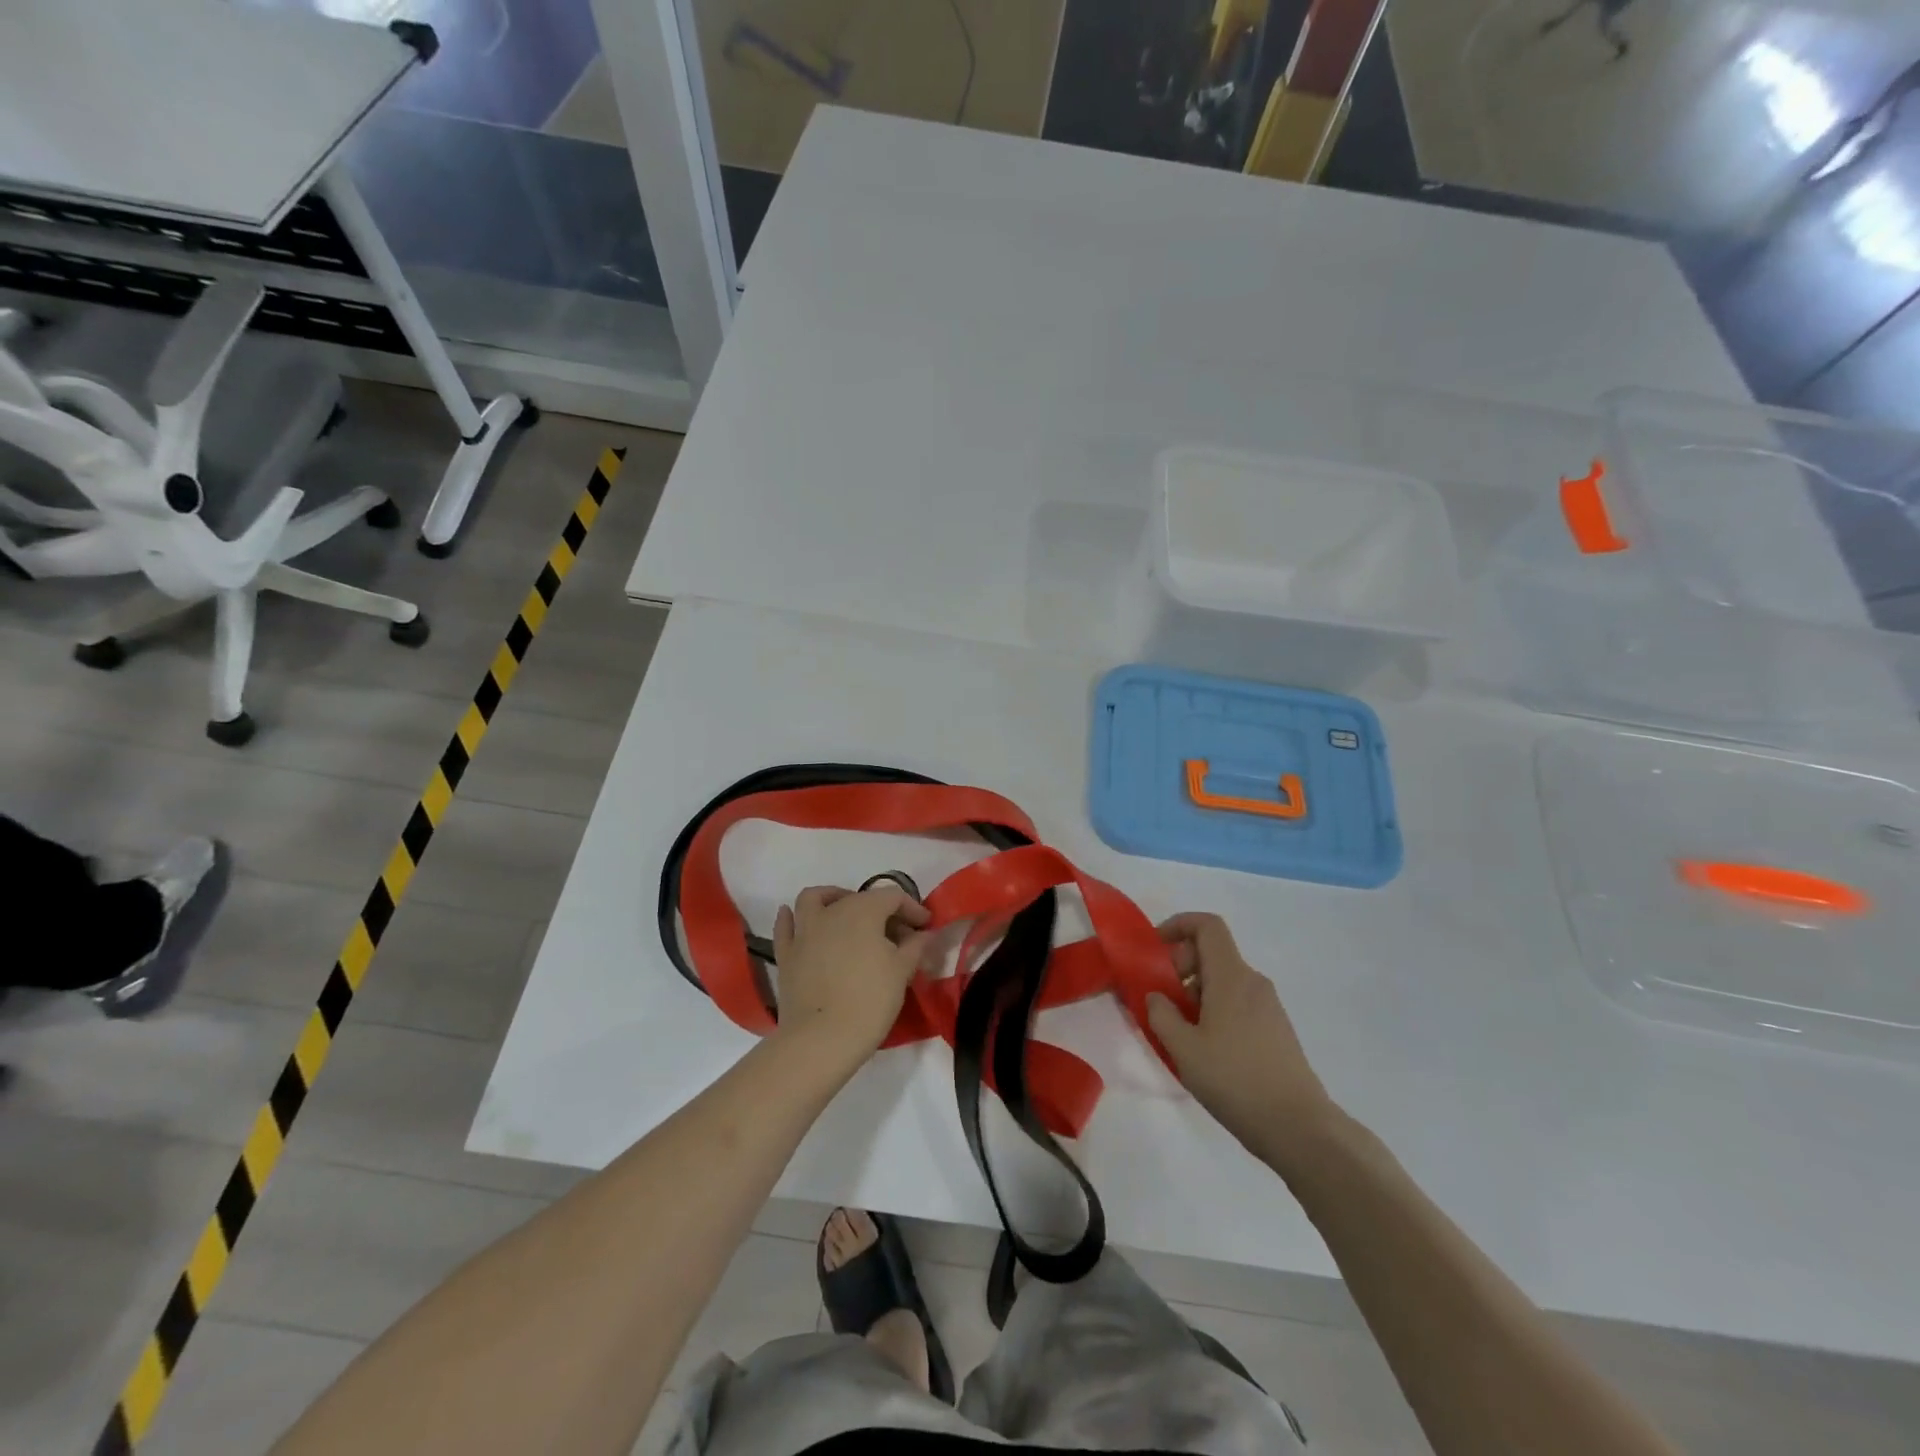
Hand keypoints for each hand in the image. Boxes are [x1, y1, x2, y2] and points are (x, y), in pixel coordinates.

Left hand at [771, 885, 931, 1060]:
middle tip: (897, 936)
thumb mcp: (901, 972)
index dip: (912, 909)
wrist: (822, 1039)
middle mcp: (831, 912)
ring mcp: (804, 932)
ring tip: (846, 914)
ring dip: (832, 898)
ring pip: (814, 899)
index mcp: (863, 911)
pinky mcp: (786, 954)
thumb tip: (923, 934)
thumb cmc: (869, 1001)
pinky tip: (799, 921)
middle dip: (881, 911)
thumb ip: (914, 946)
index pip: (892, 897)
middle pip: (859, 899)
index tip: (925, 927)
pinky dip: (792, 918)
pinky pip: (786, 926)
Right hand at [1146, 913, 1336, 1160]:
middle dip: (1180, 967)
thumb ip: (1161, 1014)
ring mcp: (1269, 1007)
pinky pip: (1238, 1003)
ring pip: (1223, 981)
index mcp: (1231, 976)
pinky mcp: (1276, 1030)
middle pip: (1212, 954)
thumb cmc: (1235, 1080)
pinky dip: (1214, 1011)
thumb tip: (1157, 996)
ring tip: (1178, 1033)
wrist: (1300, 1128)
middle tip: (1160, 1000)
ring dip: (1195, 994)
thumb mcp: (1183, 1049)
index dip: (1178, 925)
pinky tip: (1205, 1050)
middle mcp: (1253, 982)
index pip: (1207, 926)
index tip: (1154, 950)